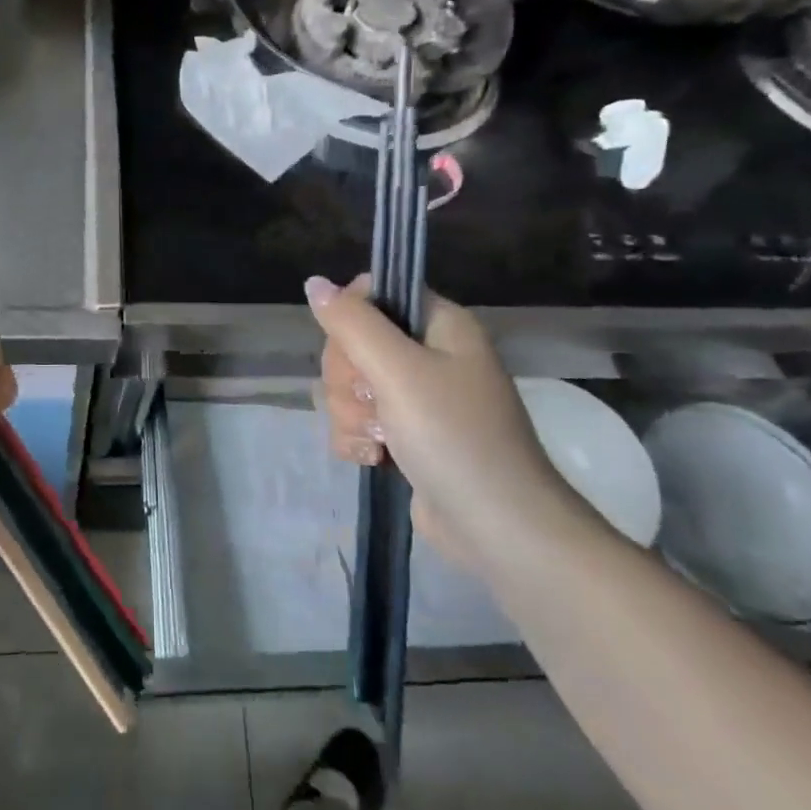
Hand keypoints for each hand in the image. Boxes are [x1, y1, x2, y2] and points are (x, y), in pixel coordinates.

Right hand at [309, 275, 581, 565]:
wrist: (496, 527)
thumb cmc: (454, 436)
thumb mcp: (399, 371)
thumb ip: (352, 323)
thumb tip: (314, 282)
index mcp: (440, 324)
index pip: (375, 293)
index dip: (352, 317)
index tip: (356, 350)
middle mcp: (429, 354)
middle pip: (353, 341)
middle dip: (349, 378)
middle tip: (375, 401)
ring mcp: (416, 398)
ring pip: (349, 385)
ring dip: (352, 414)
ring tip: (380, 439)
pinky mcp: (404, 436)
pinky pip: (358, 420)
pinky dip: (358, 438)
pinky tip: (374, 458)